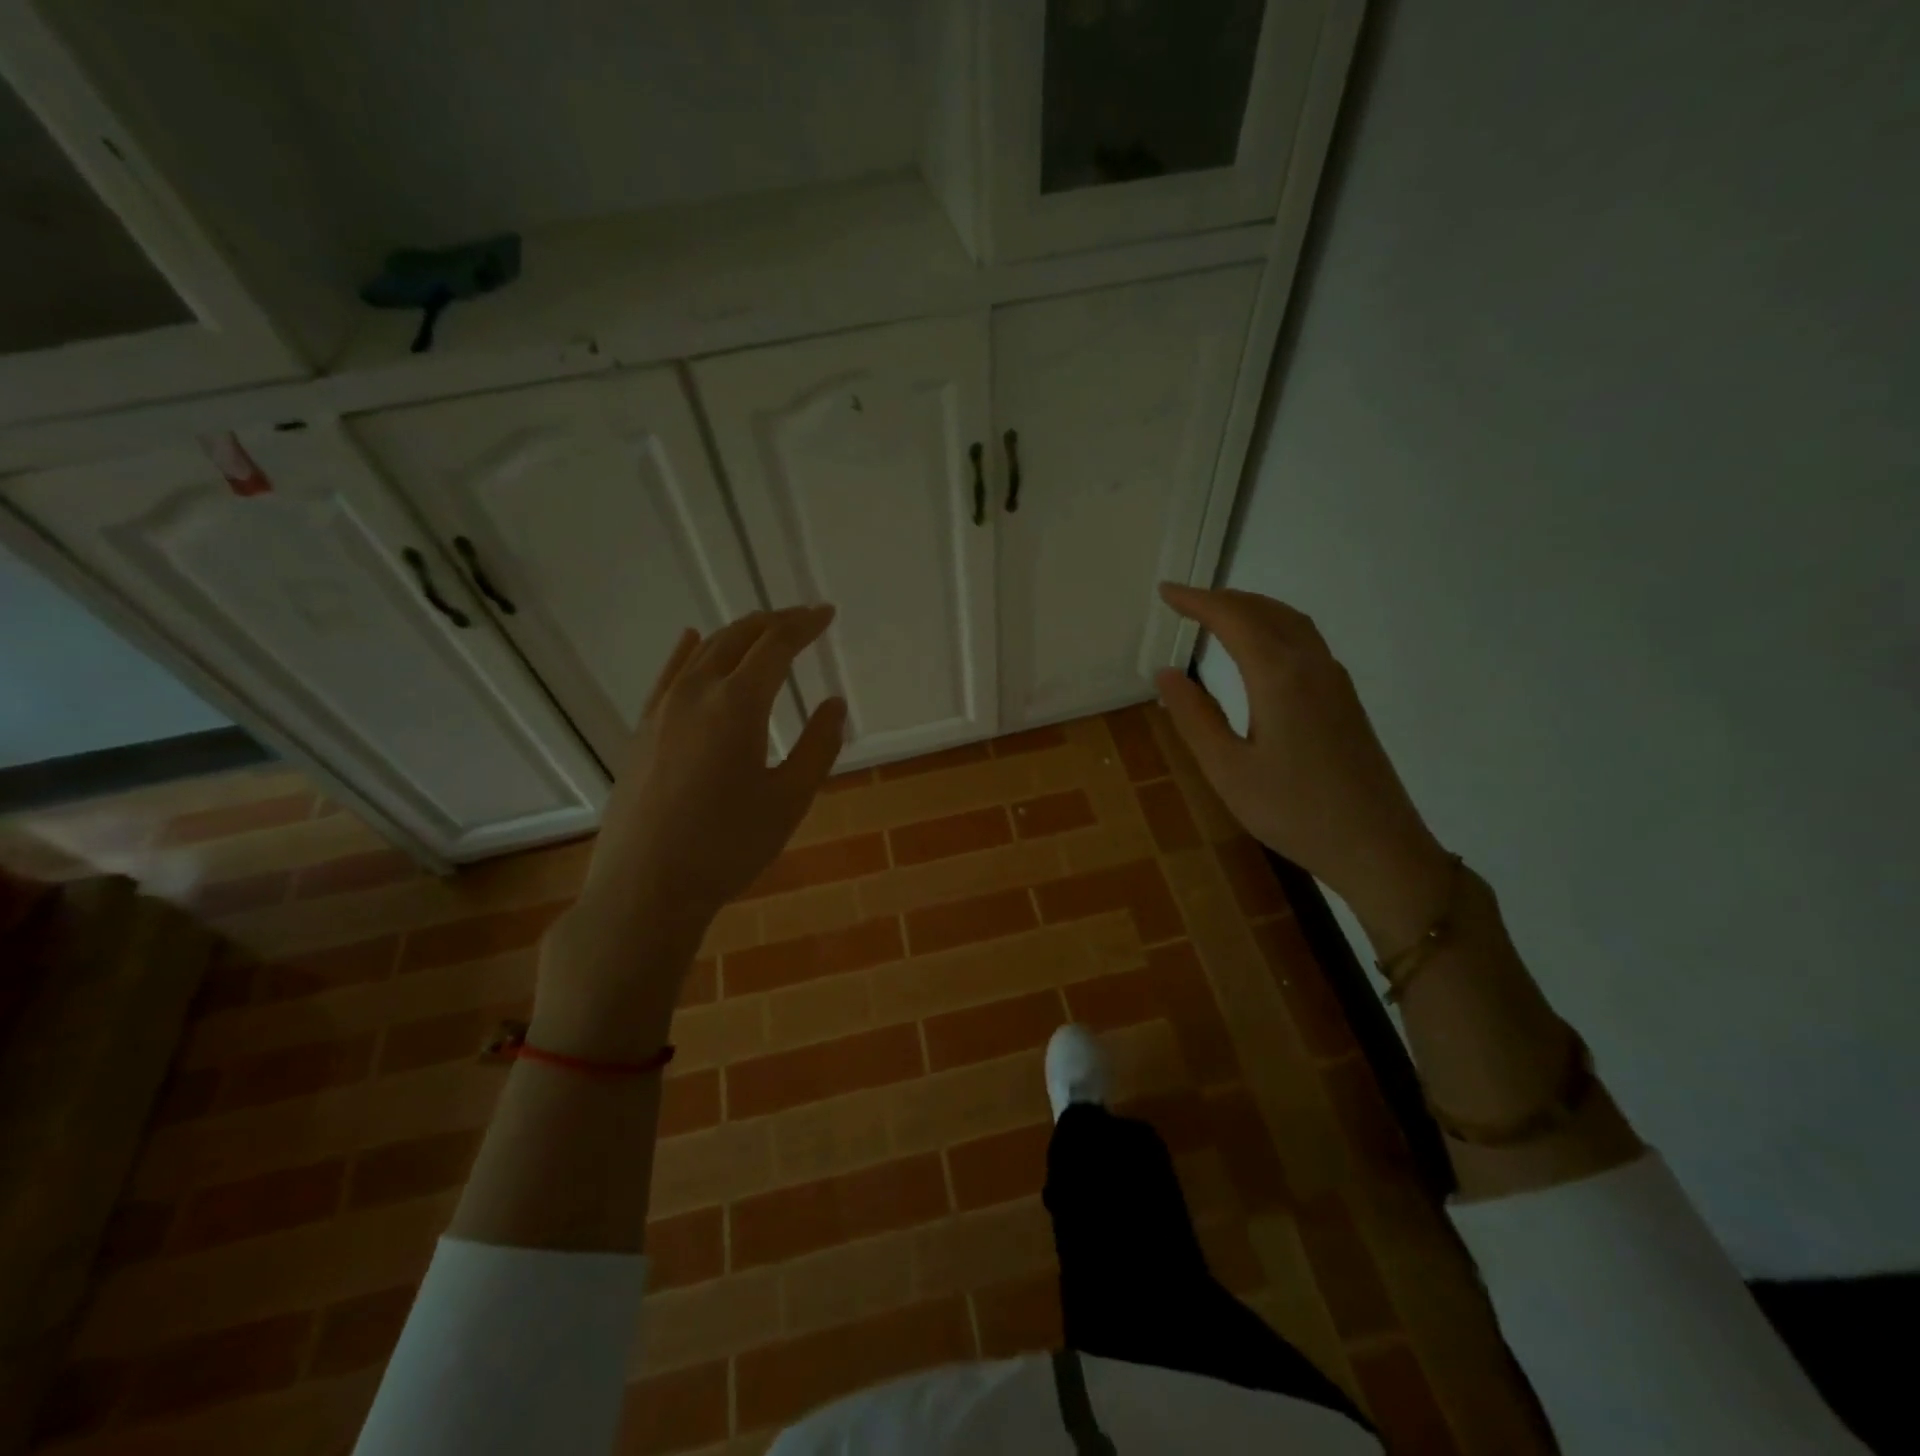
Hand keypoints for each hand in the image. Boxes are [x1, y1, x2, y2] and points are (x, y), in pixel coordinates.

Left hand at [534, 605, 846, 1056]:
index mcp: (737, 704)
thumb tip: (834, 704)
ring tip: (763, 630)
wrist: (645, 887)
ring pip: (703, 651)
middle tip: (803, 618)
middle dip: (774, 622)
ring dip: (737, 634)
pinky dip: (688, 651)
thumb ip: (817, 746)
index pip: (776, 646)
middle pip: (738, 638)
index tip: (826, 614)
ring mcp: (662, 709)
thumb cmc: (727, 846)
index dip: (805, 626)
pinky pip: (670, 674)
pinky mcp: (643, 730)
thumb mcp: (789, 799)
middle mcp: (696, 693)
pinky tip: (691, 639)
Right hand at [1154, 584, 1450, 928]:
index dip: (1197, 601)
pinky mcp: (1345, 699)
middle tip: (1185, 601)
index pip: (1233, 619)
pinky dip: (1274, 626)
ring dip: (1252, 608)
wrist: (1377, 846)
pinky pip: (1306, 640)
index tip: (1166, 593)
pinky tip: (1261, 648)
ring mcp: (1334, 681)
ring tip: (1218, 614)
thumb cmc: (1293, 811)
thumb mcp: (1228, 769)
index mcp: (1279, 677)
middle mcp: (1311, 666)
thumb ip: (1195, 717)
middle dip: (1223, 599)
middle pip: (1266, 611)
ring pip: (1291, 622)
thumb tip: (1166, 672)